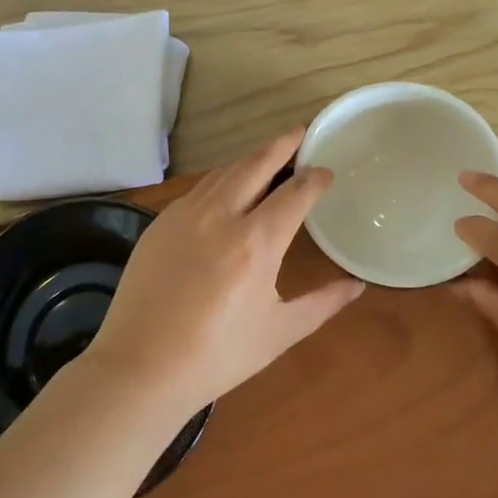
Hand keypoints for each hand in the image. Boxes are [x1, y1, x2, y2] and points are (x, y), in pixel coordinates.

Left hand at [87, 130, 364, 417]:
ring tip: (269, 153)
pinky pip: (199, 188)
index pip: (295, 193)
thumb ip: (323, 303)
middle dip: (282, 143)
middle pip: (256, 163)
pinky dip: (222, 178)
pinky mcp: (160, 222)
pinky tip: (227, 186)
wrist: (140, 367)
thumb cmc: (217, 355)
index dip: (315, 178)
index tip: (327, 172)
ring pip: (225, 171)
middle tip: (301, 130)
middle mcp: (221, 215)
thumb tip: (358, 285)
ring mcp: (185, 214)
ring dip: (251, 158)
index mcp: (256, 242)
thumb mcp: (279, 332)